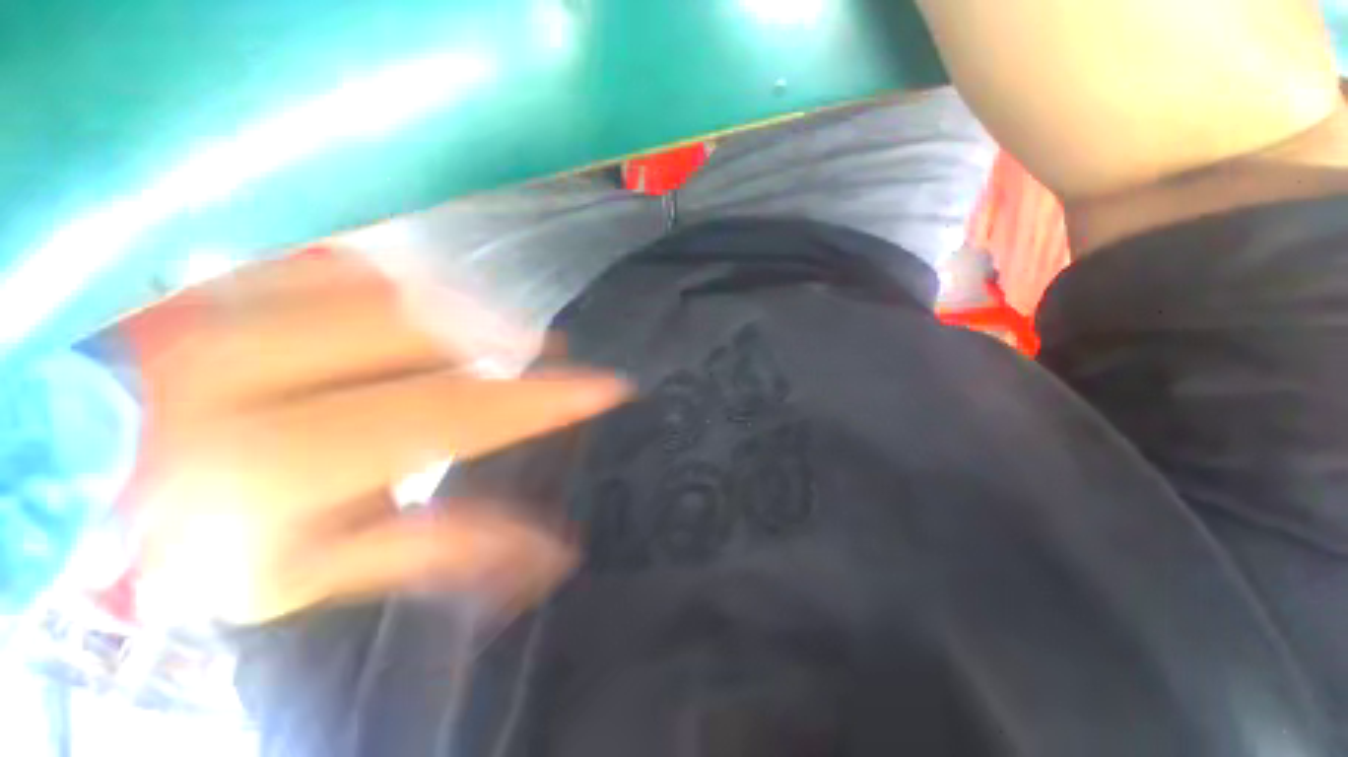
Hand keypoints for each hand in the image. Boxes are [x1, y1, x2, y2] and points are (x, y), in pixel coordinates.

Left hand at [125, 252, 628, 625]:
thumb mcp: (311, 574)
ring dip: (463, 307)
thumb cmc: (190, 548)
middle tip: (553, 352)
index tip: (609, 386)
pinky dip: (398, 271)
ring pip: (391, 283)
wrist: (70, 479)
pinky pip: (335, 255)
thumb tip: (546, 550)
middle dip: (509, 340)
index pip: (457, 414)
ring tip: (503, 330)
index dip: (543, 399)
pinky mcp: (222, 272)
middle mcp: (260, 363)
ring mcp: (236, 301)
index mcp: (281, 458)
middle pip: (429, 330)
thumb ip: (432, 551)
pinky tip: (425, 295)